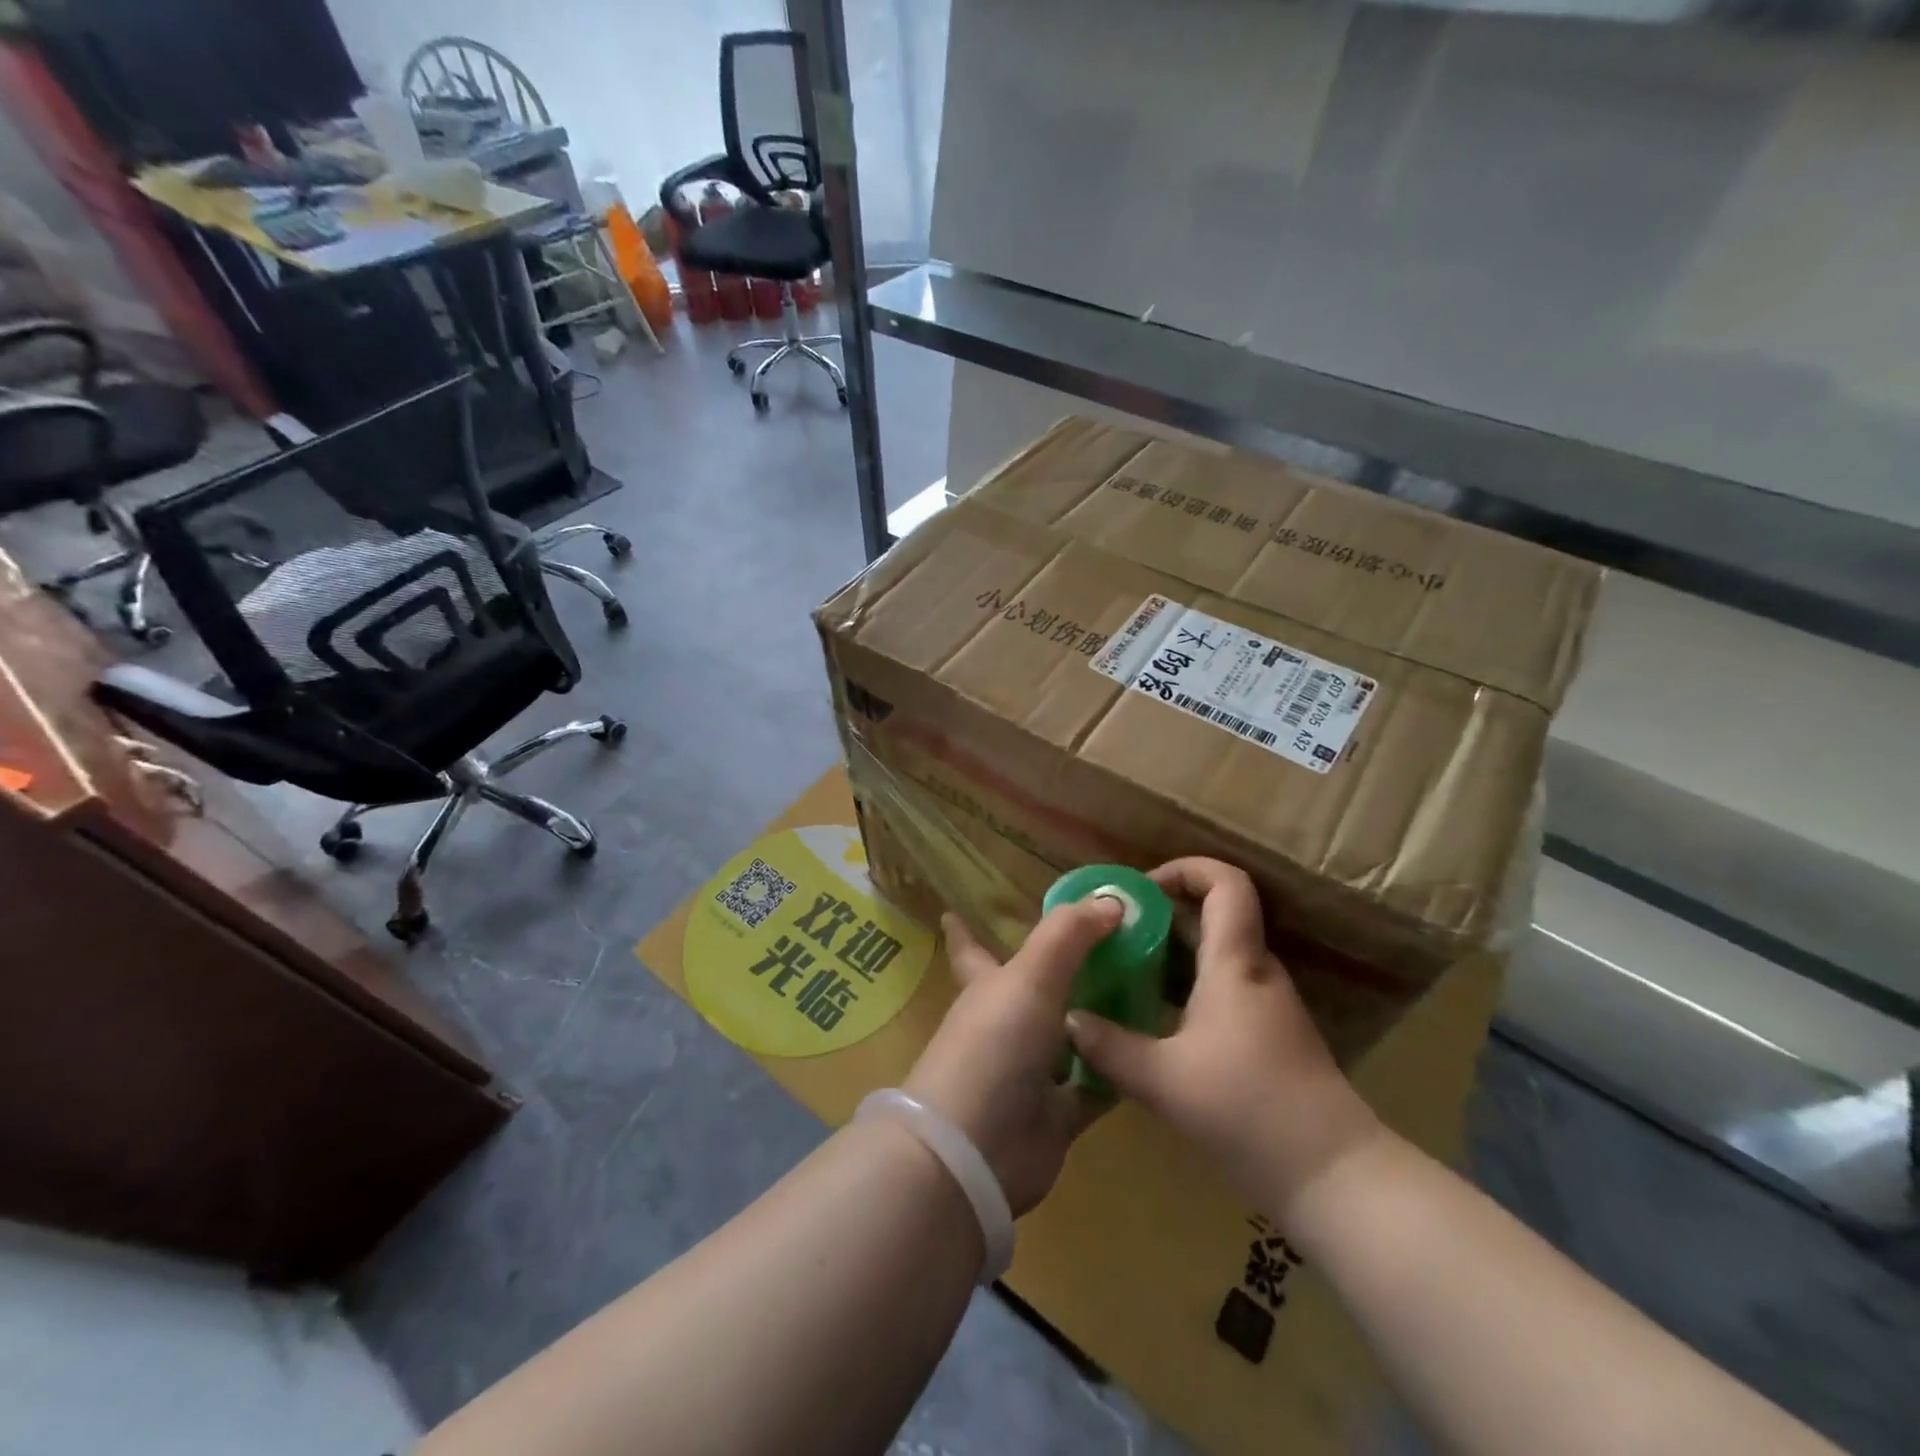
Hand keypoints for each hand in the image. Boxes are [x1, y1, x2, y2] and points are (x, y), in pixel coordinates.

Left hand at [905, 898, 1123, 1216]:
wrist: (977, 1150)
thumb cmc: (994, 1045)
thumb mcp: (1030, 975)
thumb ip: (1069, 933)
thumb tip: (1111, 899)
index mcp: (987, 986)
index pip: (970, 948)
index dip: (963, 929)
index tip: (953, 910)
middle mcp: (1006, 1025)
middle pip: (1035, 990)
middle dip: (1063, 968)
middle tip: (1113, 943)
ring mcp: (1030, 1072)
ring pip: (1070, 1037)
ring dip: (1100, 1017)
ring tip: (1147, 989)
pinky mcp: (1057, 1114)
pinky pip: (1096, 1086)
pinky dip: (1119, 1071)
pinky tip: (1153, 1050)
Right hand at [1065, 858, 1380, 1216]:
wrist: (1333, 1176)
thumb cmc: (1250, 1111)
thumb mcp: (1165, 1081)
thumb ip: (1111, 1046)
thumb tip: (1069, 1019)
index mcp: (1235, 964)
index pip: (1226, 884)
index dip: (1185, 869)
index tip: (1140, 888)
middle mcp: (1254, 972)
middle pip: (1214, 915)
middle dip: (1162, 913)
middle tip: (1113, 931)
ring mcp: (1264, 1004)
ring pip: (1214, 954)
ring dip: (1169, 952)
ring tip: (1122, 968)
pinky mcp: (1265, 1035)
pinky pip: (1219, 987)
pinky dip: (1183, 985)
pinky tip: (1149, 1015)